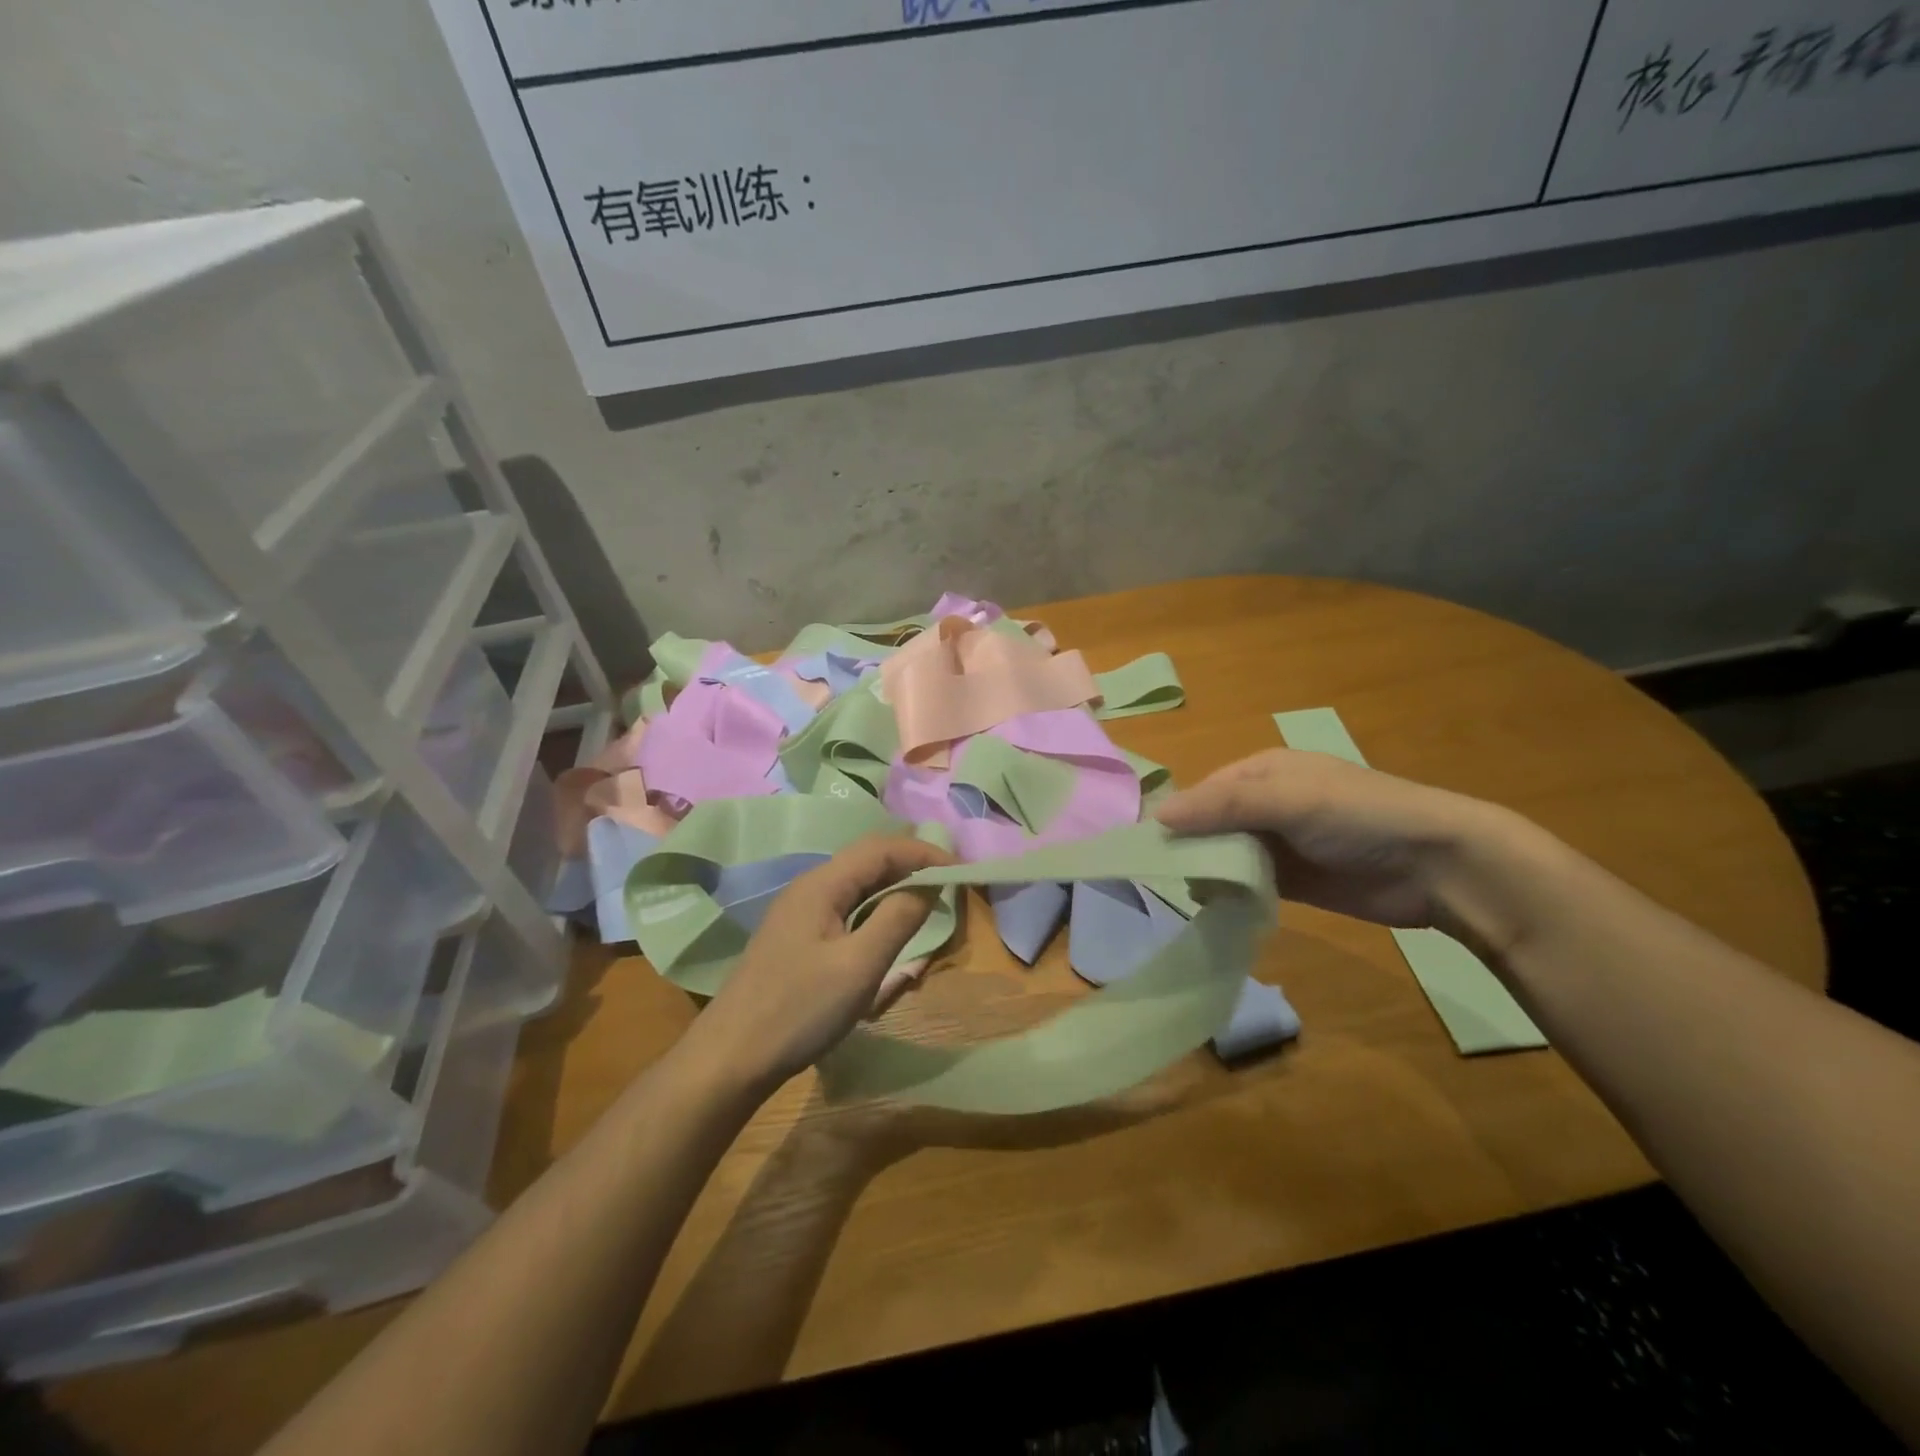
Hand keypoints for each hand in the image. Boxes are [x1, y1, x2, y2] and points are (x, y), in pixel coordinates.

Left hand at [692, 836, 950, 1091]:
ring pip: (858, 888)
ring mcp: (800, 914)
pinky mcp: (797, 939)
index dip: (924, 852)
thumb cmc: (799, 1010)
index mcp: (821, 884)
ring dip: (895, 892)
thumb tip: (929, 884)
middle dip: (912, 868)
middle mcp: (809, 888)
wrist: (731, 1059)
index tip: (962, 870)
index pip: (882, 848)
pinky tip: (888, 938)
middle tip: (950, 887)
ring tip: (927, 908)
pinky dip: (876, 914)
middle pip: (869, 862)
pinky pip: (846, 912)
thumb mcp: (859, 966)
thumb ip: (898, 919)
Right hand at [1154, 749, 1513, 930]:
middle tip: (1160, 877)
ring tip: (1186, 894)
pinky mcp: (1293, 882)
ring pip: (1226, 855)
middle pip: (1211, 824)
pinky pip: (1248, 884)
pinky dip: (1230, 893)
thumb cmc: (1358, 816)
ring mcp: (1280, 844)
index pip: (1204, 792)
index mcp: (1262, 772)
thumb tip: (1157, 816)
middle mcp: (1266, 804)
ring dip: (1207, 872)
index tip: (1147, 848)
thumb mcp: (1288, 799)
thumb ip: (1223, 806)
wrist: (1437, 866)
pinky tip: (1213, 907)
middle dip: (1189, 847)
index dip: (1177, 816)